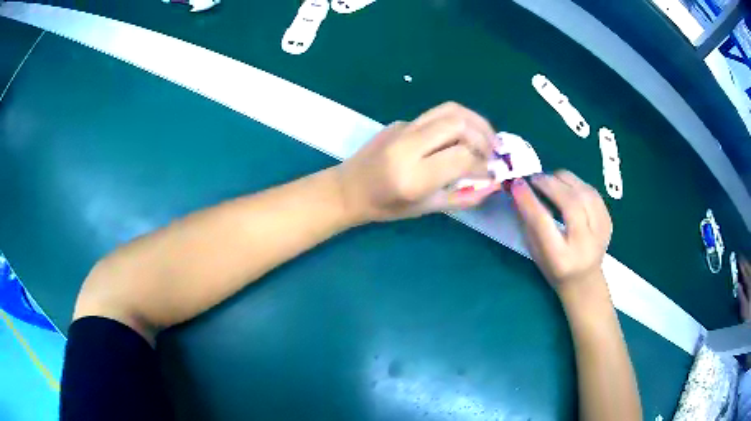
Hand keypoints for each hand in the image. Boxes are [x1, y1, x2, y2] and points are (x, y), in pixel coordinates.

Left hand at [337, 102, 499, 222]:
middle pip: (457, 124)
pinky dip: (458, 122)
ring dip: (475, 121)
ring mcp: (403, 128)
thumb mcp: (425, 209)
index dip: (482, 163)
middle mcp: (408, 146)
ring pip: (449, 110)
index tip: (491, 172)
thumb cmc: (385, 207)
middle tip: (494, 151)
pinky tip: (463, 137)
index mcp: (413, 176)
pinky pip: (436, 114)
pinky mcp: (401, 121)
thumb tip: (492, 185)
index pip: (461, 156)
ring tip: (487, 138)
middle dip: (484, 136)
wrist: (348, 188)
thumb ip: (462, 197)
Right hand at [511, 171, 612, 292]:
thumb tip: (519, 189)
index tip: (517, 183)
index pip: (543, 223)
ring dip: (563, 179)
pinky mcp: (608, 221)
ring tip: (549, 179)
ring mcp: (601, 232)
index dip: (529, 200)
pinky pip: (592, 192)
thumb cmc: (554, 269)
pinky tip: (565, 185)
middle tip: (534, 177)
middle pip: (569, 203)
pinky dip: (576, 183)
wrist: (585, 281)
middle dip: (549, 184)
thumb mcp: (535, 251)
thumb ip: (528, 221)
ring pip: (584, 192)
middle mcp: (584, 245)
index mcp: (560, 258)